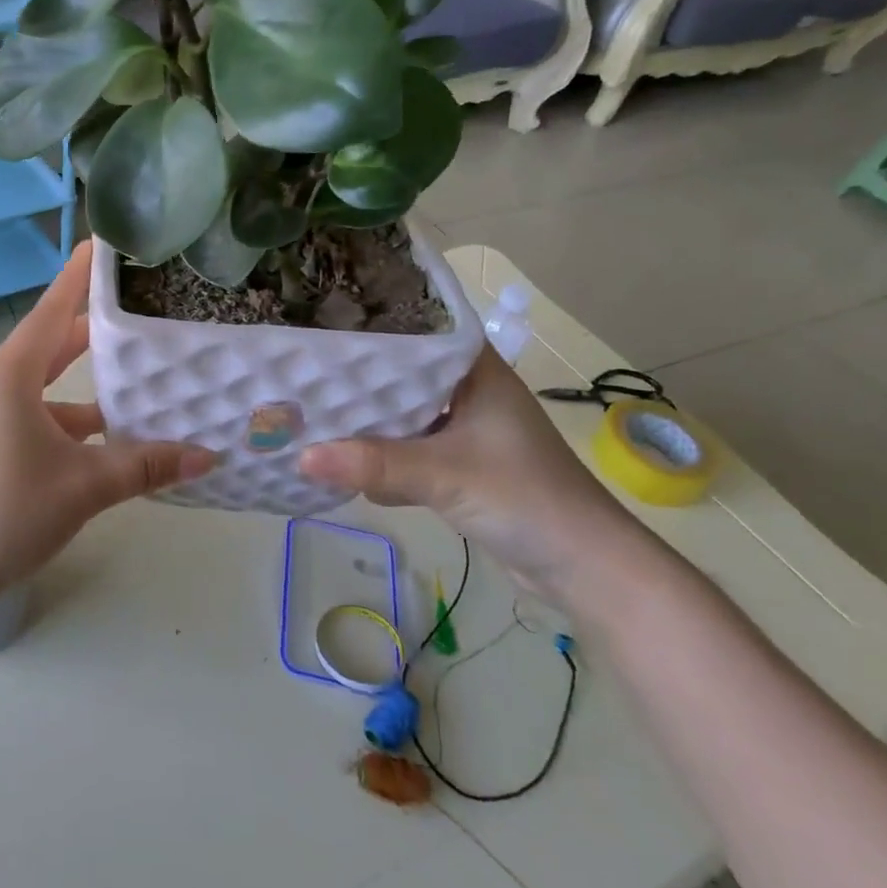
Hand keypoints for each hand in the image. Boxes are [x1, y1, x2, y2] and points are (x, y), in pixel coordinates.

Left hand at [0, 242, 216, 601]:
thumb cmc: (5, 511)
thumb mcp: (83, 486)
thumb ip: (145, 466)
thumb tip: (206, 457)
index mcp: (12, 374)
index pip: (54, 308)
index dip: (81, 275)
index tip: (104, 243)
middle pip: (52, 341)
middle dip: (94, 326)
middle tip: (139, 305)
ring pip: (46, 383)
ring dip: (87, 382)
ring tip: (138, 375)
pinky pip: (36, 414)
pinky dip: (70, 418)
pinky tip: (106, 438)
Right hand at [298, 346, 651, 607]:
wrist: (586, 571)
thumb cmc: (527, 499)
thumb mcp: (446, 475)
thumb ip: (375, 463)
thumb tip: (300, 455)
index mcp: (475, 371)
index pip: (418, 329)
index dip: (372, 322)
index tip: (322, 317)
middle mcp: (468, 392)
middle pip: (402, 373)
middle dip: (357, 375)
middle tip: (300, 362)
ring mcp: (463, 430)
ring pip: (402, 412)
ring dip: (365, 417)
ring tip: (306, 401)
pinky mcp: (458, 467)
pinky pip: (407, 448)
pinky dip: (379, 453)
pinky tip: (337, 454)